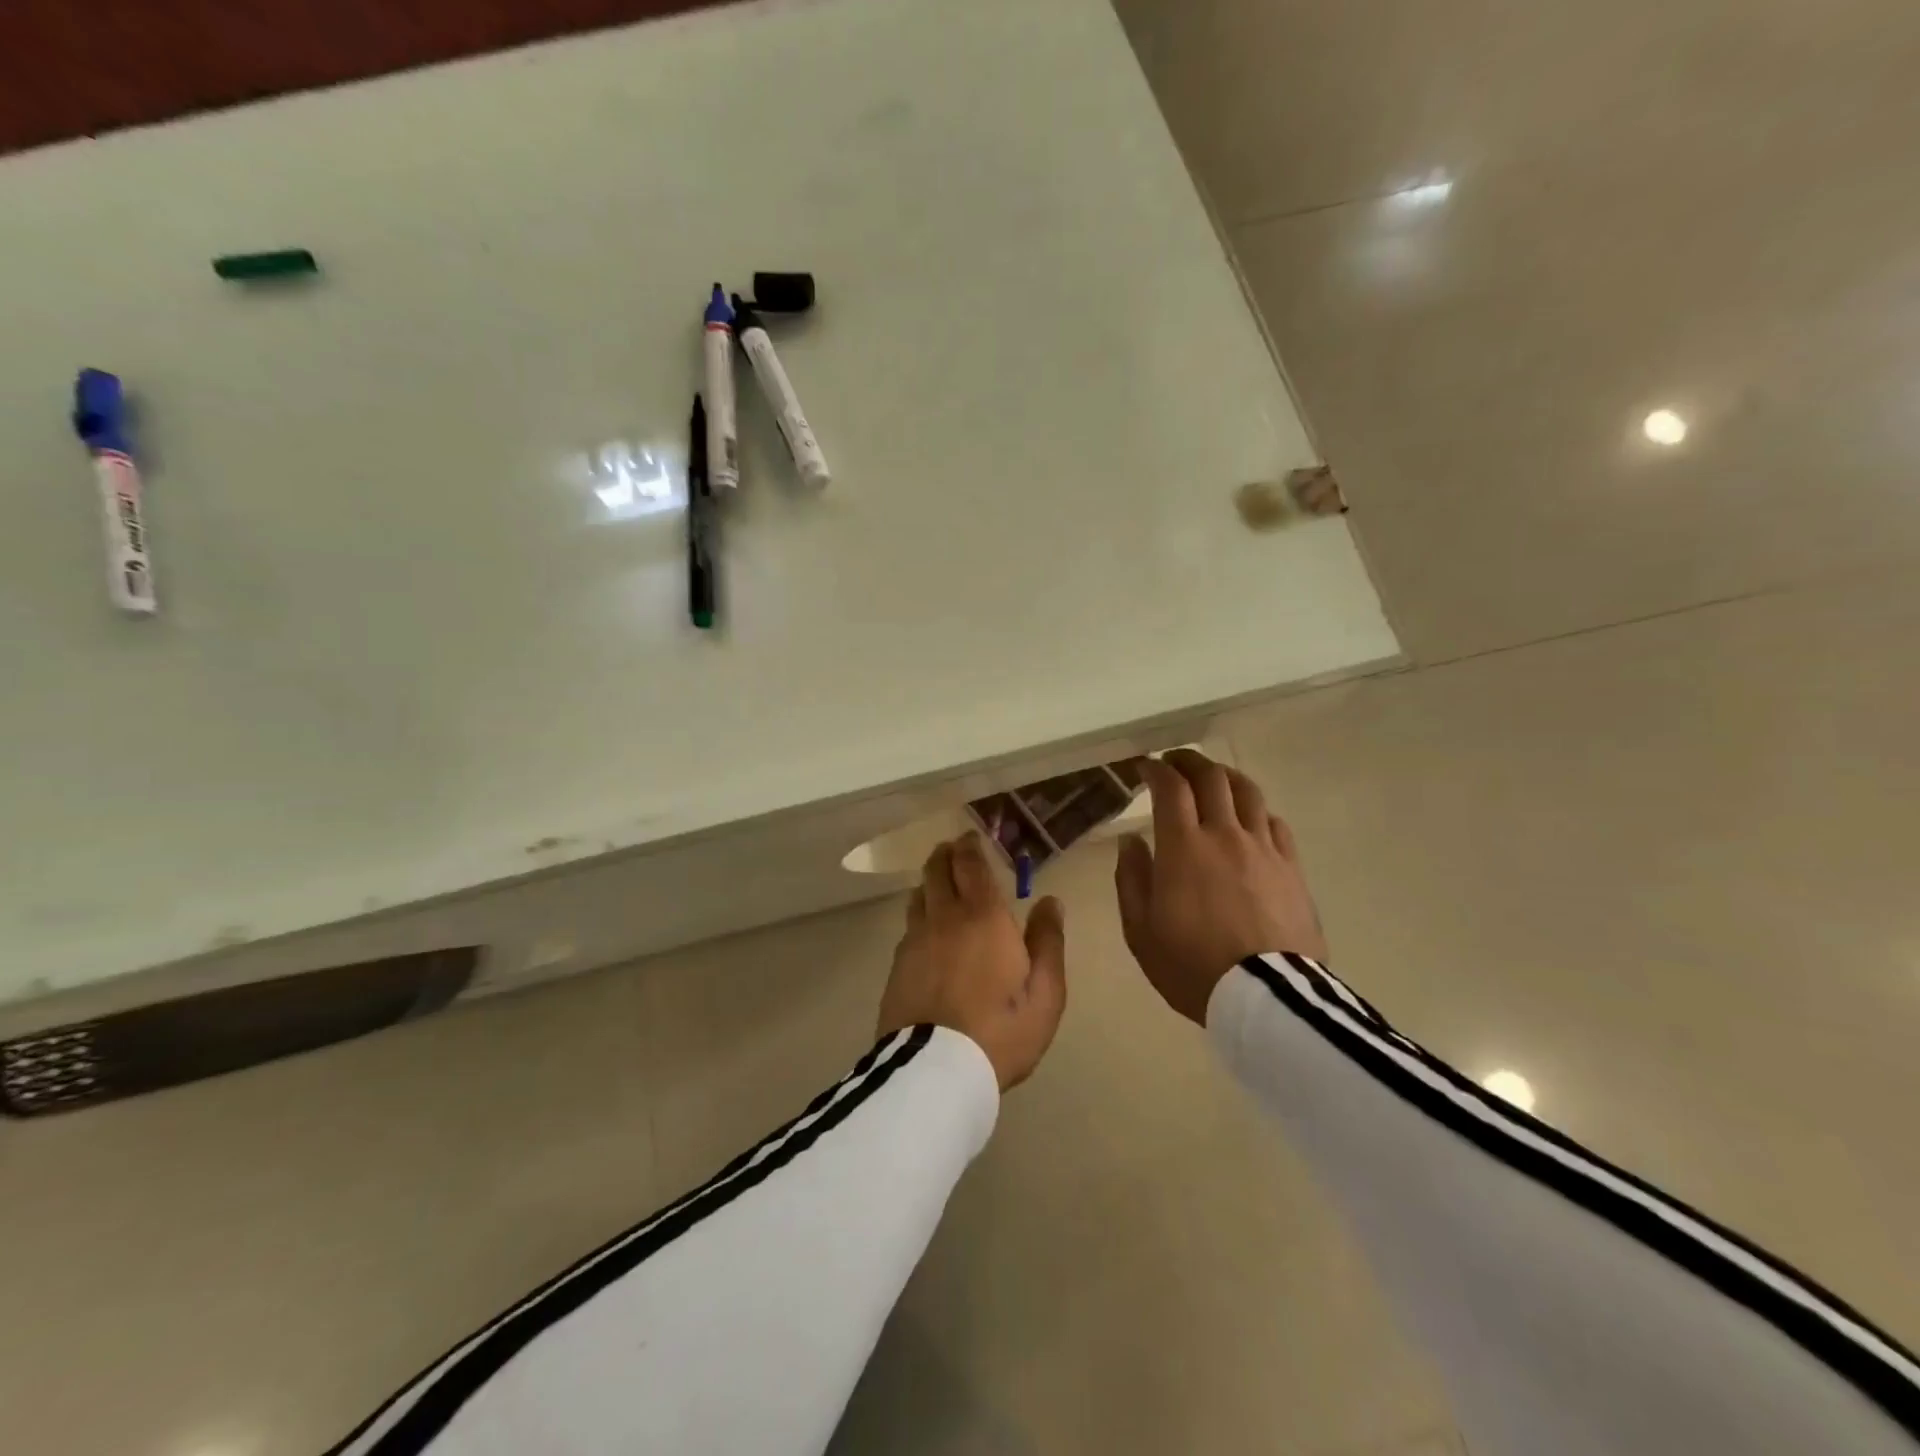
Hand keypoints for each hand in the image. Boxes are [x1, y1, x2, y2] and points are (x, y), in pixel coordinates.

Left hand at [877, 833, 1068, 1090]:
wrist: (937, 1070)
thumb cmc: (1001, 1031)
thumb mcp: (1046, 994)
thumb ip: (1048, 942)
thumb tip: (1050, 902)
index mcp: (984, 917)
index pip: (971, 864)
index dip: (970, 845)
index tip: (972, 836)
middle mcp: (945, 917)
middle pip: (936, 870)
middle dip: (945, 854)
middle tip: (954, 851)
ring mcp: (915, 940)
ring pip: (918, 895)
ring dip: (929, 883)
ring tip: (940, 886)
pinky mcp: (897, 966)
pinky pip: (908, 927)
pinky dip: (919, 916)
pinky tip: (927, 931)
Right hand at [1114, 749, 1327, 1026]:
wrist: (1265, 999)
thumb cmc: (1191, 966)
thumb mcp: (1140, 930)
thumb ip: (1131, 879)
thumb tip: (1131, 841)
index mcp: (1183, 847)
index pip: (1170, 788)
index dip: (1156, 769)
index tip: (1144, 767)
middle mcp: (1225, 835)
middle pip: (1211, 778)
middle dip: (1189, 761)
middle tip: (1174, 762)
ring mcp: (1263, 849)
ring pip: (1248, 792)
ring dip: (1225, 776)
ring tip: (1213, 778)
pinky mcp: (1292, 869)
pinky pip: (1275, 824)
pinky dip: (1257, 811)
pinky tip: (1250, 819)